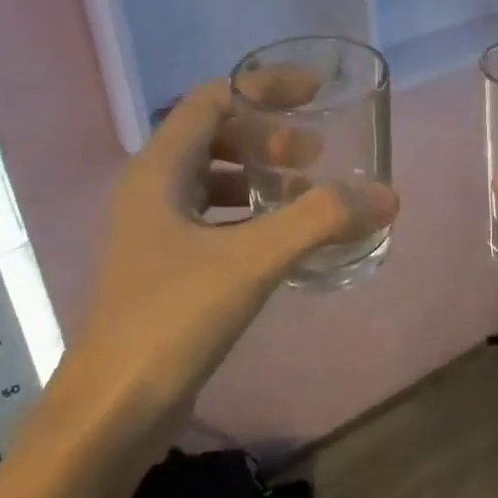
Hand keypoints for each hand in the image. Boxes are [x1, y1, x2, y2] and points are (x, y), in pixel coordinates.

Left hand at [62, 76, 397, 418]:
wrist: (112, 409)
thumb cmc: (171, 320)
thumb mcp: (250, 261)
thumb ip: (319, 221)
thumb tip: (384, 195)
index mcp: (159, 171)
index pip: (212, 100)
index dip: (264, 88)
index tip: (314, 93)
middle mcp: (151, 191)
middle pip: (212, 136)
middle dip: (266, 137)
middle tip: (314, 156)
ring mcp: (154, 232)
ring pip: (212, 180)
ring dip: (259, 176)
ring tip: (304, 194)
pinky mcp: (165, 268)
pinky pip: (213, 220)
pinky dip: (249, 216)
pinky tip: (280, 241)